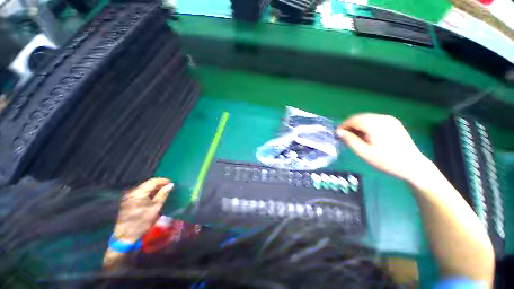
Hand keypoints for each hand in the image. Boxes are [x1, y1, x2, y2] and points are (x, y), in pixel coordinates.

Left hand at [113, 178, 172, 241]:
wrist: (125, 236)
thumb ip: (163, 194)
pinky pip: (140, 192)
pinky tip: (154, 196)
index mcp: (139, 193)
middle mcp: (132, 192)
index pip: (153, 181)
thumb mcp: (155, 208)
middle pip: (148, 183)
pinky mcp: (127, 200)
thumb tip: (171, 185)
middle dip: (159, 184)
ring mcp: (129, 196)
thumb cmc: (142, 222)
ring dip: (154, 188)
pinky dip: (148, 192)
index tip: (171, 183)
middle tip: (168, 187)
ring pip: (144, 187)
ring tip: (163, 191)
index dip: (163, 181)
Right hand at [337, 113, 429, 181]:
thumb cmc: (386, 160)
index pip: (353, 120)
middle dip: (350, 125)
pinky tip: (367, 135)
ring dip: (358, 125)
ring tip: (356, 137)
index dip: (343, 126)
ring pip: (366, 117)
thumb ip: (350, 140)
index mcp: (375, 125)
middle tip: (346, 137)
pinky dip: (366, 125)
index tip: (338, 134)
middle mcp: (382, 118)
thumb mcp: (364, 152)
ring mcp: (389, 119)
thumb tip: (339, 132)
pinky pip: (374, 119)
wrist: (412, 165)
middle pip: (359, 117)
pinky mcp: (393, 122)